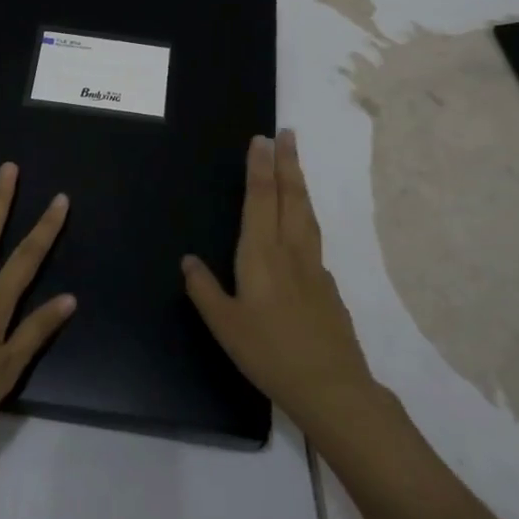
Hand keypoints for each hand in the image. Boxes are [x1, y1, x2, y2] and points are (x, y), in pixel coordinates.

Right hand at [183, 129, 377, 436]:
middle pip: (289, 196)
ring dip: (299, 183)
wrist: (330, 385)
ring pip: (306, 213)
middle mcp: (290, 250)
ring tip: (295, 163)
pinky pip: (314, 237)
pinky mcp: (328, 284)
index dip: (260, 167)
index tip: (262, 139)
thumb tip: (188, 260)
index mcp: (261, 254)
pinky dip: (306, 216)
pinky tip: (302, 224)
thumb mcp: (224, 325)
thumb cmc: (269, 353)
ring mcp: (314, 266)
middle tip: (287, 133)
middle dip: (287, 162)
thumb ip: (204, 289)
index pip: (260, 199)